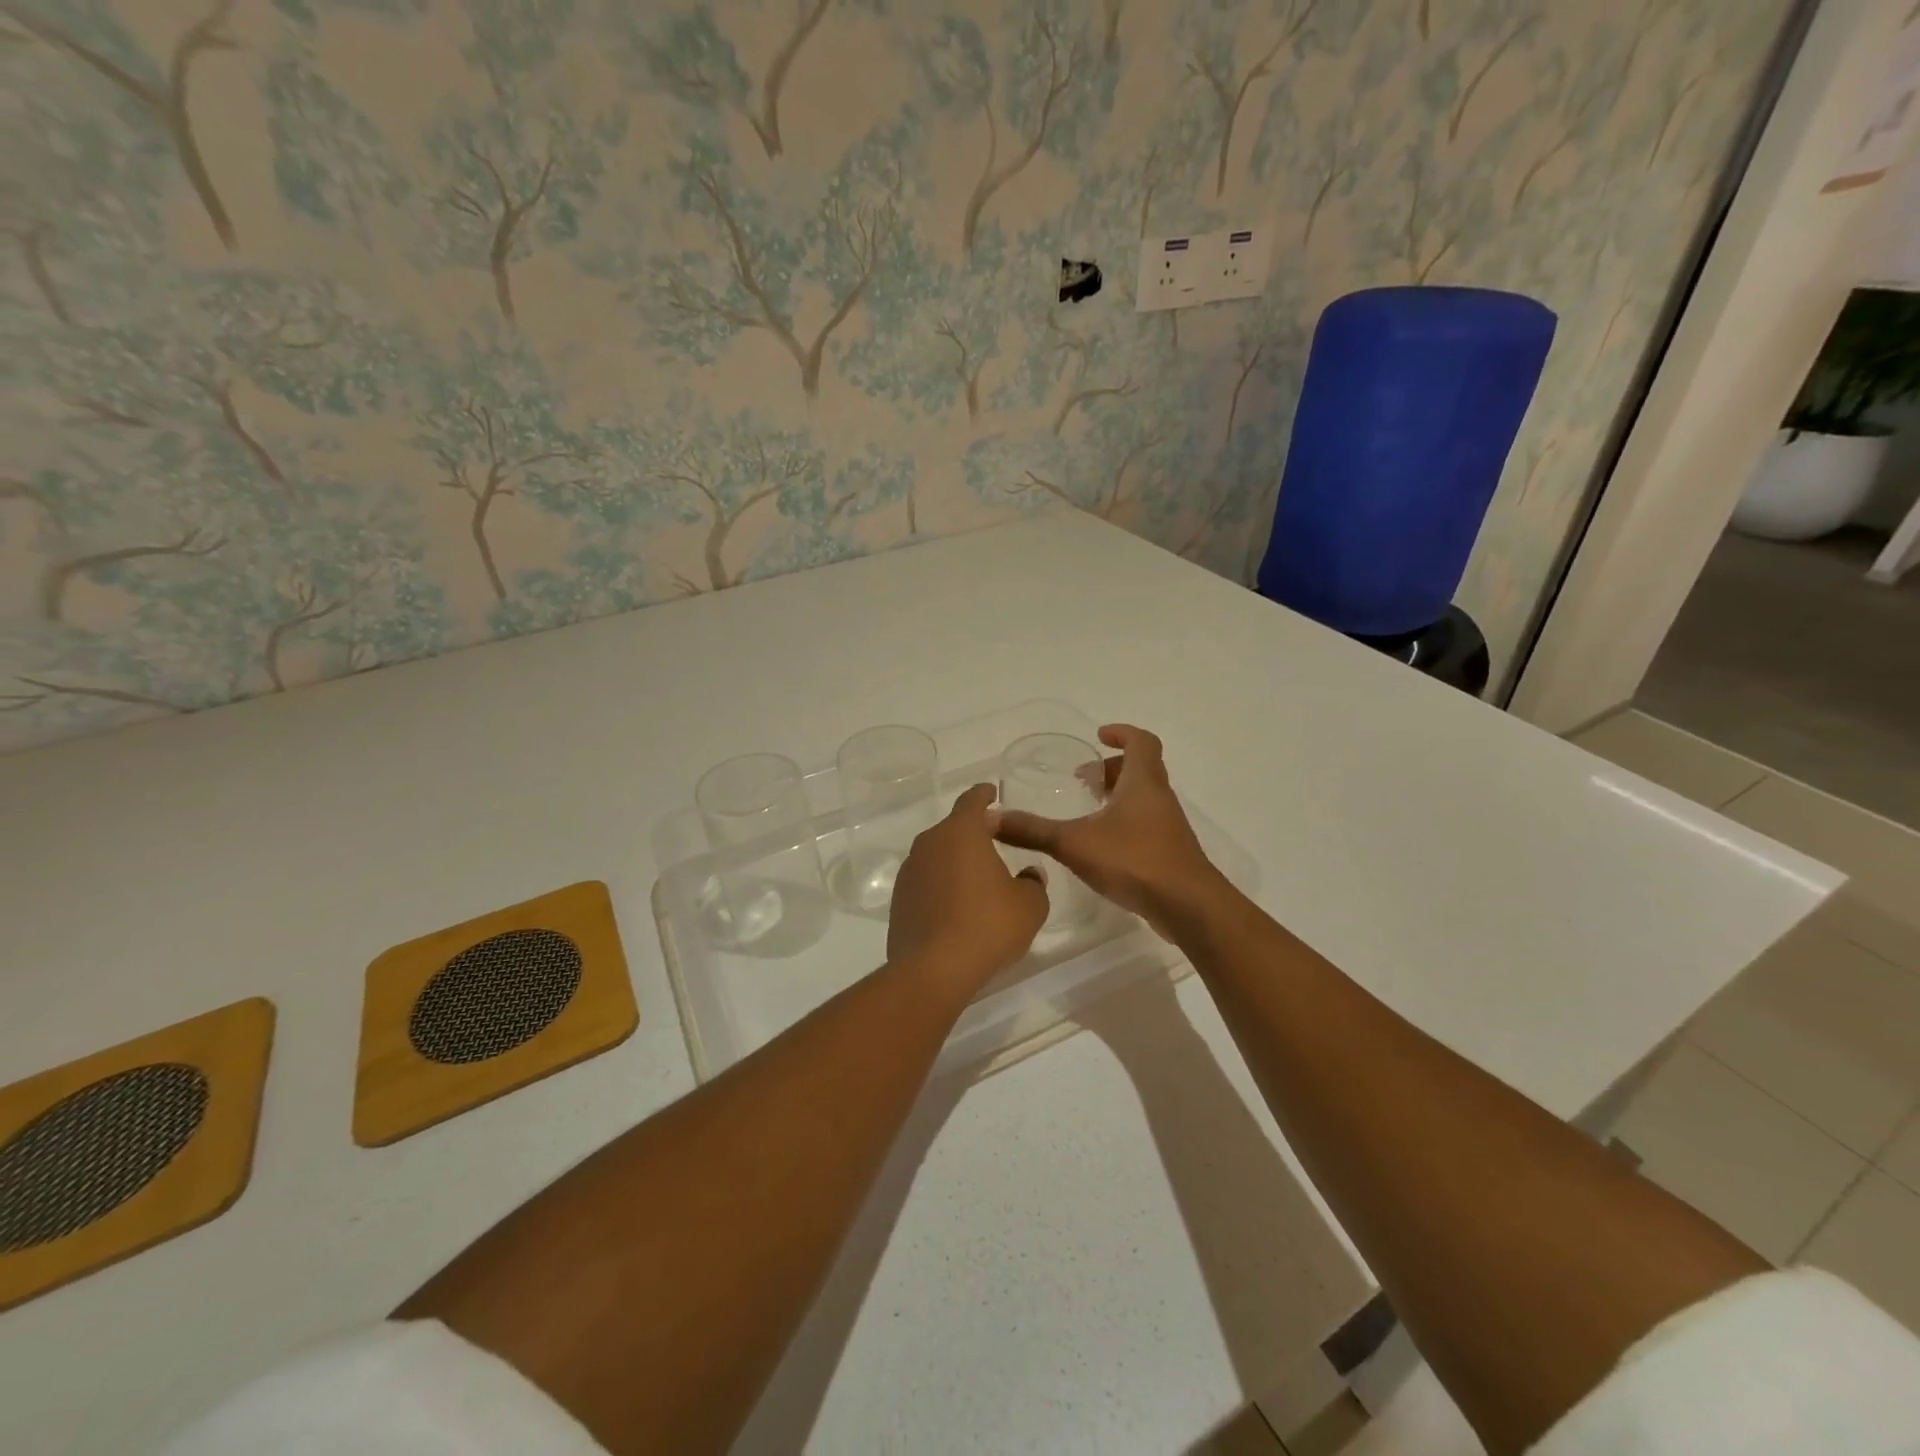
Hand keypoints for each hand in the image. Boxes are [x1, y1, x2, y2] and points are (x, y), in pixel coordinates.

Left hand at [888, 784, 1048, 988]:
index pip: (972, 801)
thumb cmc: (988, 926)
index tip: (992, 792)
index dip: (984, 794)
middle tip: (995, 840)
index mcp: (961, 832)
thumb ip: (1033, 882)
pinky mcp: (899, 900)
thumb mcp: (1029, 905)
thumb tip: (1029, 873)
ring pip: (938, 855)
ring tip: (978, 878)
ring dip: (956, 860)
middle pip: (953, 828)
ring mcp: (909, 871)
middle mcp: (930, 843)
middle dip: (973, 831)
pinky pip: (926, 881)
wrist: (933, 969)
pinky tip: (957, 906)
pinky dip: (942, 885)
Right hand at [993, 725, 1225, 936]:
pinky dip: (1124, 823)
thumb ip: (1032, 831)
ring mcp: (1168, 827)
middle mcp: (1159, 798)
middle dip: (1111, 769)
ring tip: (1088, 811)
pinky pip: (1145, 824)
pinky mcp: (1169, 853)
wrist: (1187, 906)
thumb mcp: (1074, 843)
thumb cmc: (1134, 860)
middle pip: (1141, 769)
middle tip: (1082, 780)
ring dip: (1118, 796)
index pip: (1141, 742)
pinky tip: (1101, 846)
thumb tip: (989, 818)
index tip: (1099, 737)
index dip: (1122, 734)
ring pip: (1144, 798)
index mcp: (1143, 782)